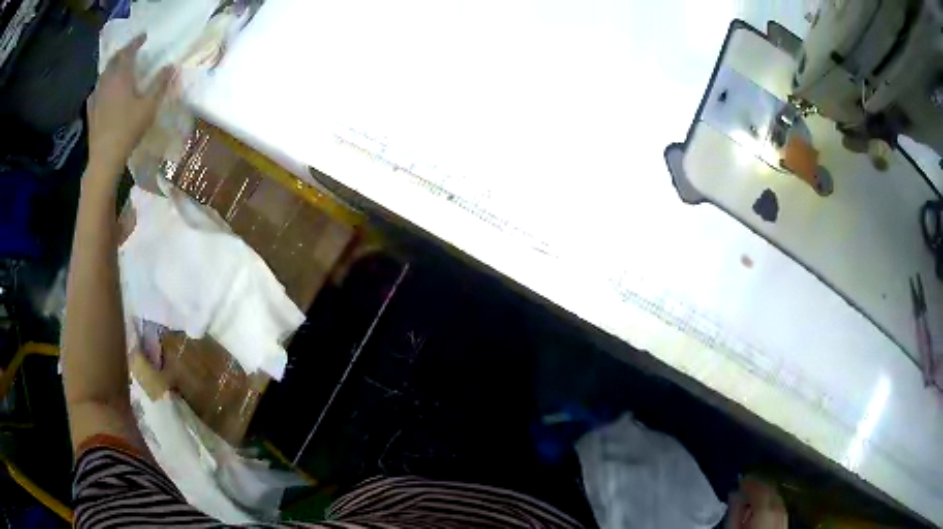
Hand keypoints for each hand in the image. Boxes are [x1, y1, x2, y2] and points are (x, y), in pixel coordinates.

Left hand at [87, 34, 175, 178]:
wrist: (105, 158)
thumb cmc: (128, 130)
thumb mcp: (149, 106)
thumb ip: (160, 84)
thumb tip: (171, 66)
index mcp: (122, 76)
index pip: (129, 51)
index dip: (137, 42)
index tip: (144, 37)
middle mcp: (107, 81)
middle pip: (114, 60)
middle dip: (123, 51)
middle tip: (130, 49)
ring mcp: (96, 96)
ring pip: (103, 74)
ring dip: (111, 66)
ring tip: (117, 67)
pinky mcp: (91, 111)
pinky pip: (95, 91)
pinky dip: (101, 85)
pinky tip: (102, 90)